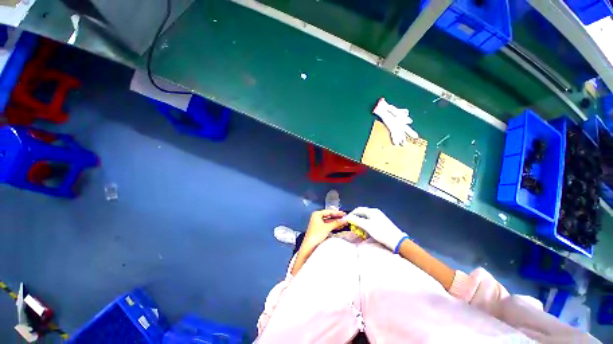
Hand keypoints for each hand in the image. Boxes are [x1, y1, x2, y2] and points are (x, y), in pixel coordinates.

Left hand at [291, 209, 347, 275]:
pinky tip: (339, 227)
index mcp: (317, 214)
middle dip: (337, 218)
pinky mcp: (319, 229)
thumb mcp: (327, 227)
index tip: (345, 214)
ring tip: (344, 223)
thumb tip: (346, 219)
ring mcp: (317, 223)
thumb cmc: (317, 234)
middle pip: (329, 216)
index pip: (329, 212)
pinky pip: (328, 225)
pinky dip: (333, 226)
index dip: (337, 213)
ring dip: (336, 222)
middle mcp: (317, 217)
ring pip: (329, 221)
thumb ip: (337, 223)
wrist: (309, 247)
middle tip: (345, 218)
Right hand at [345, 207, 406, 250]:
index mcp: (372, 211)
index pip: (358, 209)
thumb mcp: (367, 226)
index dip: (351, 214)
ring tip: (358, 230)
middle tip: (352, 226)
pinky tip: (366, 232)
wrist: (397, 241)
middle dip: (356, 219)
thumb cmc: (381, 232)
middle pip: (362, 214)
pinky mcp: (381, 223)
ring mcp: (379, 217)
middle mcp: (375, 212)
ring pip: (366, 219)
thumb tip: (347, 217)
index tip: (347, 221)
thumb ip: (356, 221)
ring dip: (360, 224)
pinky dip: (366, 226)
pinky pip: (370, 222)